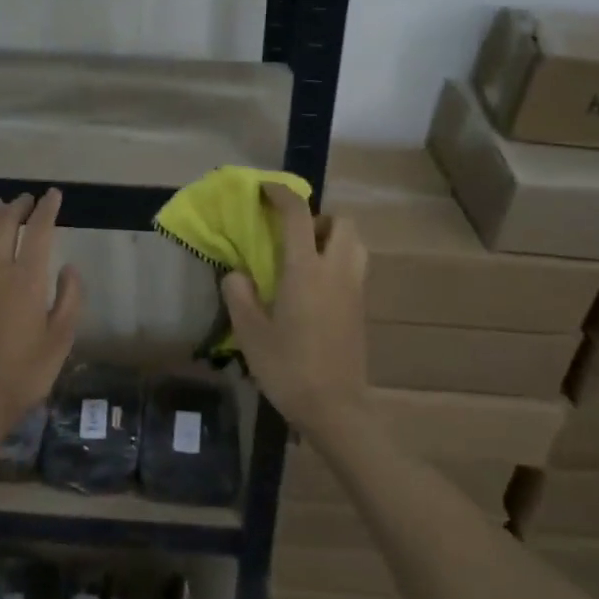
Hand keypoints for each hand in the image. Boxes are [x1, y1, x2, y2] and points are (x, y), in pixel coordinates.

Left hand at [0, 190, 83, 426]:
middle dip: (17, 208)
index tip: (54, 195)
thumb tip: (69, 267)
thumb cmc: (26, 371)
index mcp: (28, 279)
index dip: (47, 210)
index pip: (39, 232)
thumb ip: (69, 298)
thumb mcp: (62, 338)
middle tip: (26, 199)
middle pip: (5, 227)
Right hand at [221, 184, 367, 437]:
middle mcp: (336, 271)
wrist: (335, 409)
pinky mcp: (361, 309)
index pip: (298, 216)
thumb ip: (239, 296)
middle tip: (292, 236)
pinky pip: (355, 267)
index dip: (282, 194)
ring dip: (333, 238)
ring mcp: (354, 290)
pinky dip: (338, 261)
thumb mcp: (251, 333)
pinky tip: (313, 288)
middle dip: (319, 217)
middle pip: (342, 222)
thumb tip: (236, 273)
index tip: (264, 189)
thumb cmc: (288, 369)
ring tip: (305, 259)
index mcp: (306, 271)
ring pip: (355, 243)